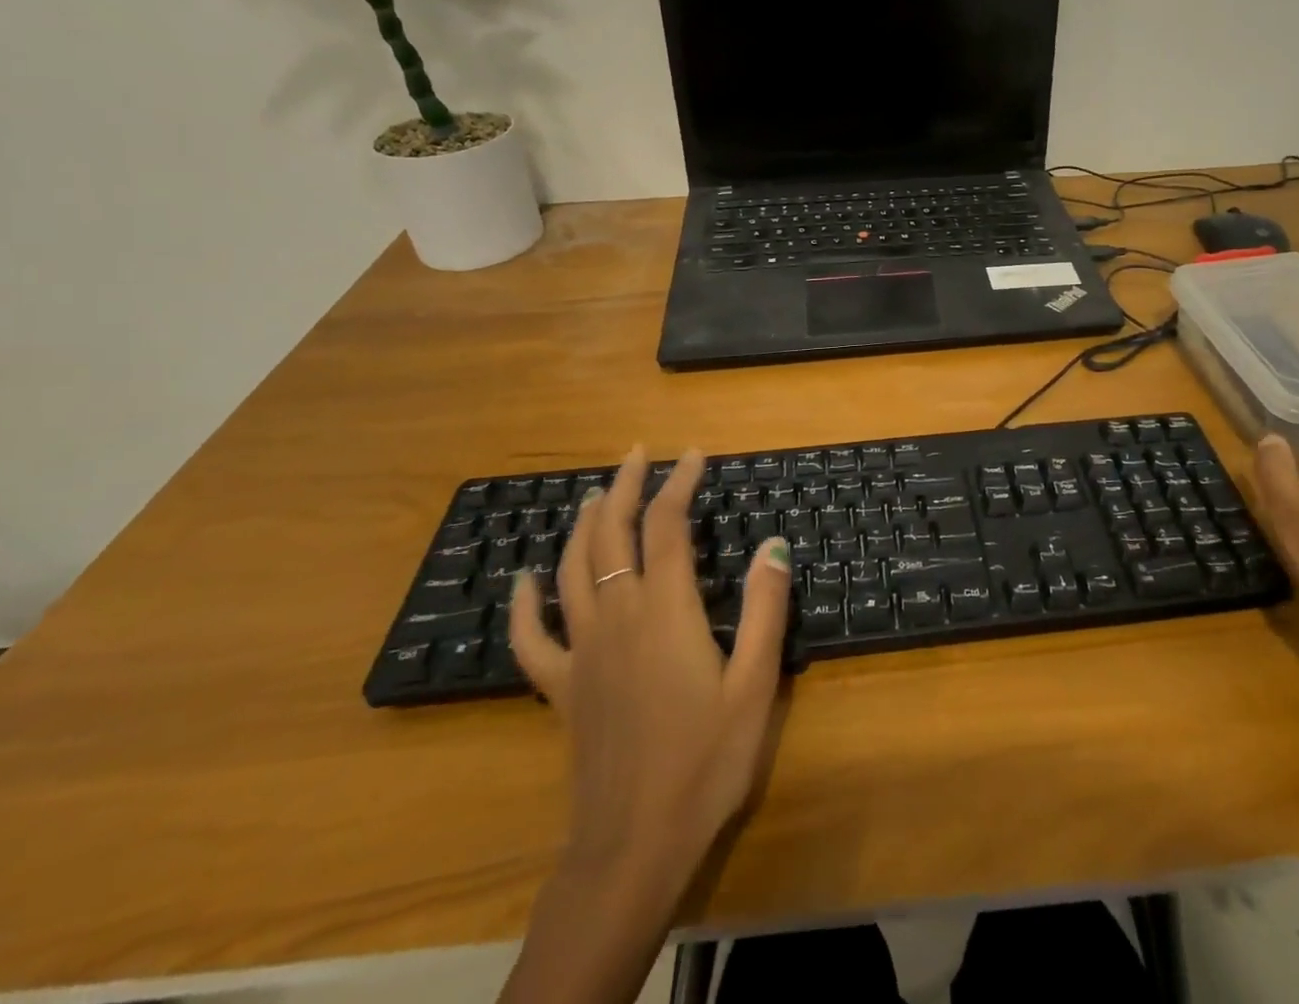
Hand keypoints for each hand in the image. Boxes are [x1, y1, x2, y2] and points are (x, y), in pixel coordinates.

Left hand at [508, 446, 793, 888]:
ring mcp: (581, 652)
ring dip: (583, 523)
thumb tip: (774, 544)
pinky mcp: (561, 688)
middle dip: (624, 486)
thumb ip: (765, 609)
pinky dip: (524, 603)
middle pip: (610, 533)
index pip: (667, 525)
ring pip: (571, 569)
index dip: (679, 483)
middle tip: (637, 453)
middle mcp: (616, 616)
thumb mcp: (755, 684)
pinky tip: (525, 579)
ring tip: (596, 494)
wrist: (634, 845)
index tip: (694, 455)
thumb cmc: (705, 762)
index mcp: (664, 611)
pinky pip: (532, 638)